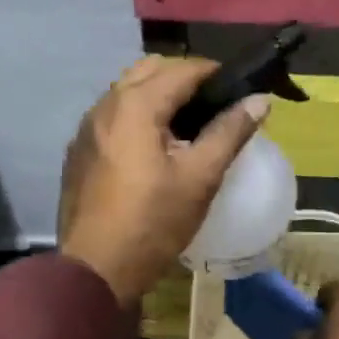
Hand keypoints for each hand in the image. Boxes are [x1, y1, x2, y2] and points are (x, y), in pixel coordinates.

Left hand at [58, 56, 268, 303]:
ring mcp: (86, 129)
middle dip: (183, 79)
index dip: (214, 74)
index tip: (238, 91)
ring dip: (157, 96)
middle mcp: (105, 106)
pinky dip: (135, 118)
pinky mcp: (78, 152)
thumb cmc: (153, 223)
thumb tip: (259, 100)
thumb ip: (229, 133)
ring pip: (126, 93)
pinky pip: (111, 118)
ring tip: (186, 128)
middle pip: (149, 71)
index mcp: (135, 105)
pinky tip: (152, 149)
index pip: (182, 69)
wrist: (95, 269)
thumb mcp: (200, 178)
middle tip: (212, 107)